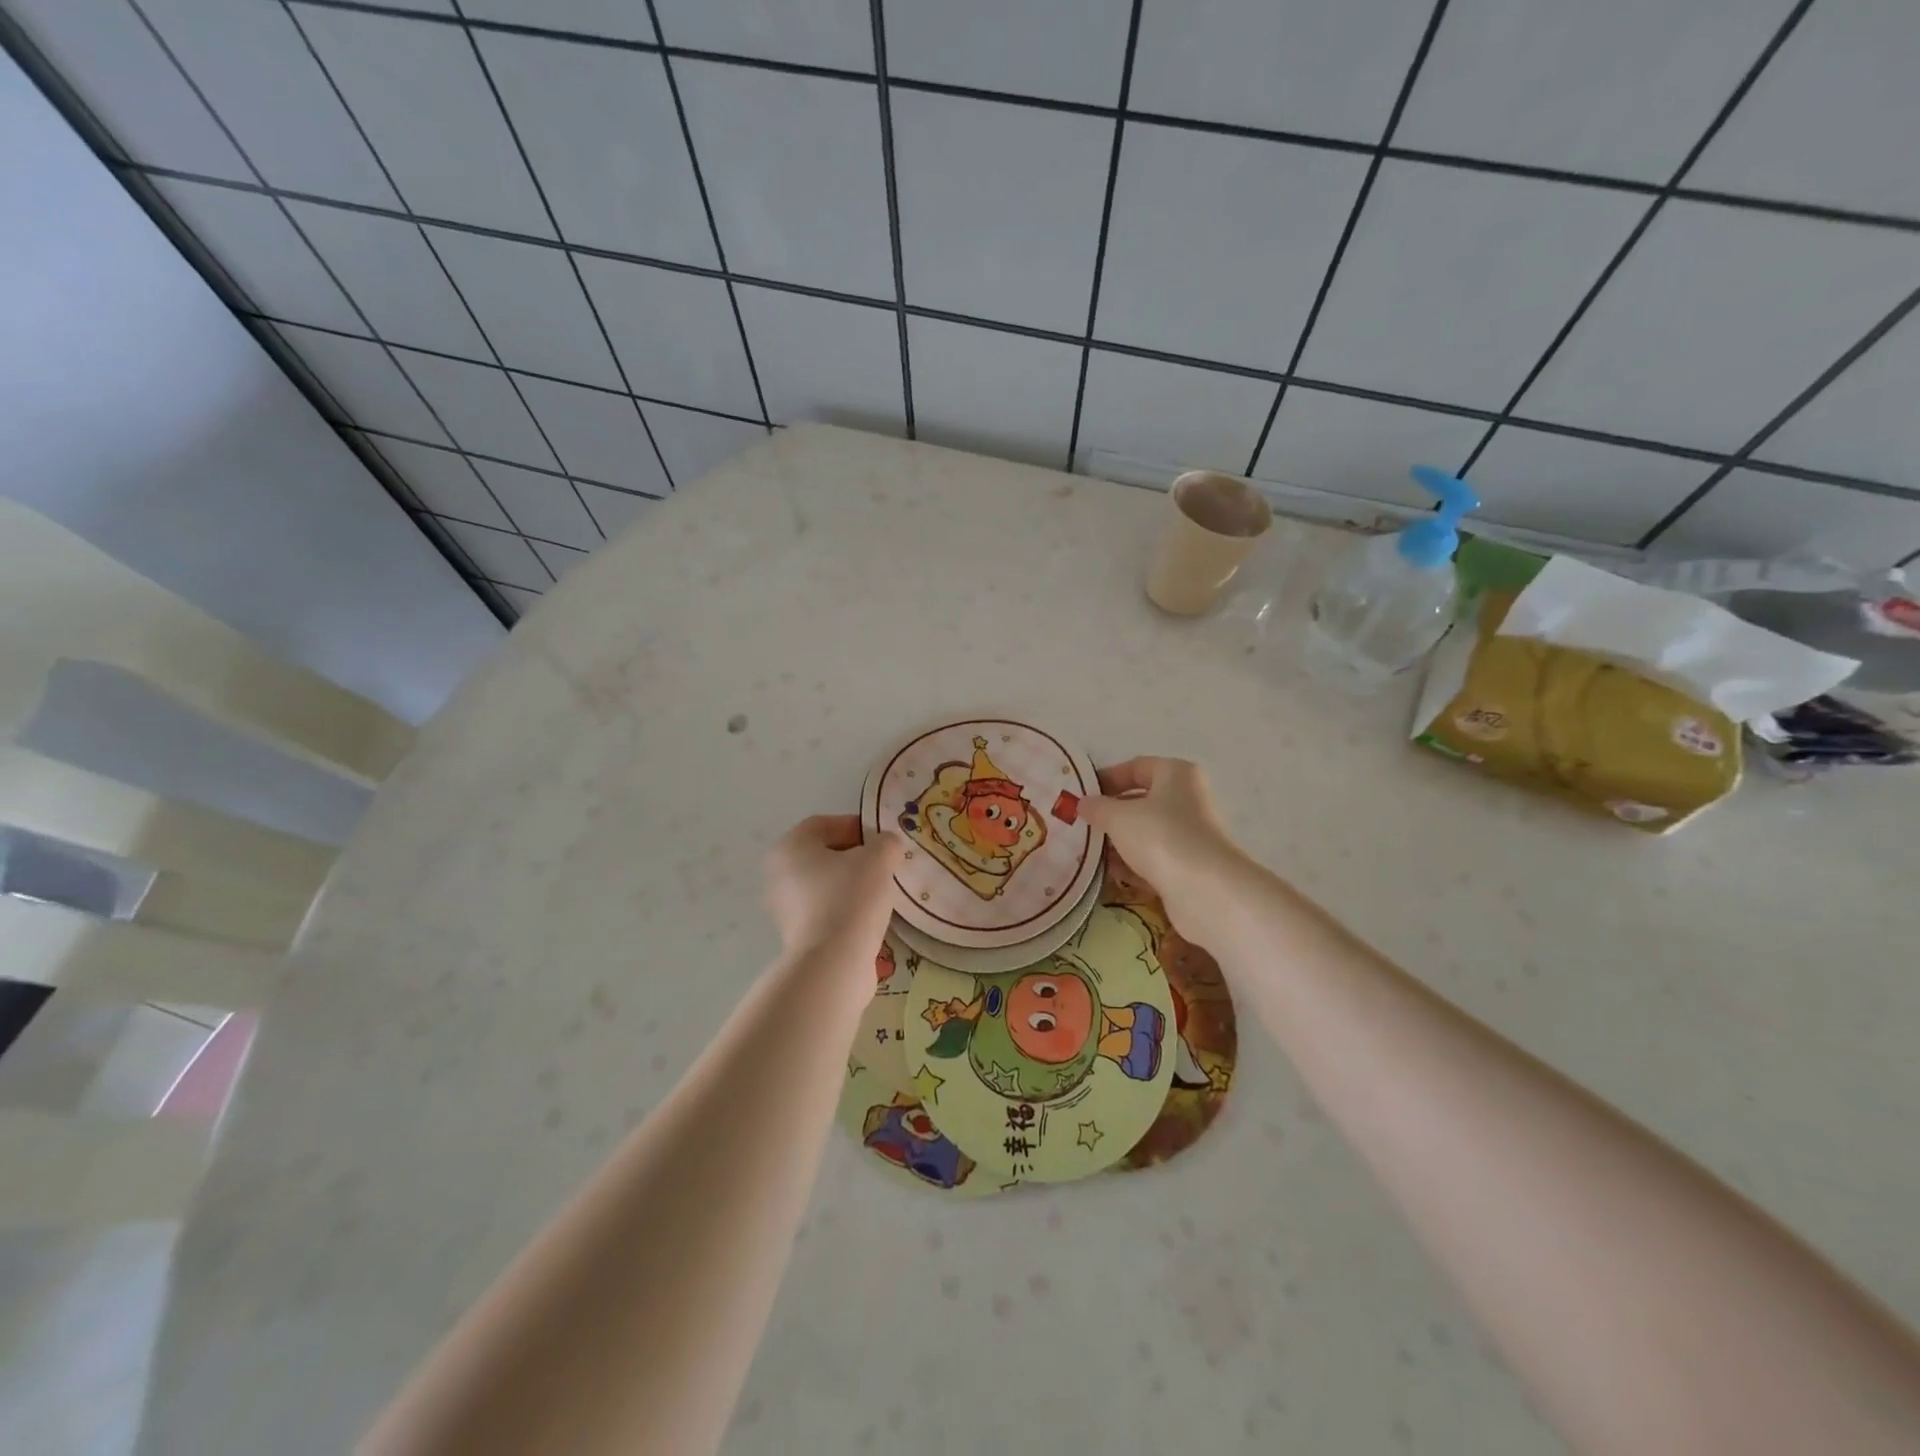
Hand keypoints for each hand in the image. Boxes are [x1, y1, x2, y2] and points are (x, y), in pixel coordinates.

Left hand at [764, 814, 902, 964]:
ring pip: (825, 885)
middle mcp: (779, 874)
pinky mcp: (796, 936)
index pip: (824, 825)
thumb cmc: (850, 897)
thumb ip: (886, 843)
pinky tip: (869, 917)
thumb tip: (887, 846)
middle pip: (824, 855)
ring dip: (852, 884)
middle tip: (885, 865)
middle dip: (856, 857)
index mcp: (790, 847)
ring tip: (881, 892)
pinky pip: (825, 911)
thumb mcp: (878, 858)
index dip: (857, 827)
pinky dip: (846, 909)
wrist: (833, 963)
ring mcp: (784, 908)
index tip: (883, 841)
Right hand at [1081, 758, 1249, 936]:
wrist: (1205, 890)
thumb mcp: (1118, 817)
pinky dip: (1133, 865)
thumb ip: (1097, 807)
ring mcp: (1191, 834)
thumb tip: (1083, 803)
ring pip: (1147, 833)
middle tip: (1082, 826)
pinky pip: (1155, 859)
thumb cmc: (1160, 836)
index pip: (1137, 767)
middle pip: (1141, 801)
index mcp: (1176, 774)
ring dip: (1119, 843)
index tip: (1082, 795)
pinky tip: (1111, 874)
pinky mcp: (1190, 866)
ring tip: (1090, 853)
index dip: (1107, 778)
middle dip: (1111, 814)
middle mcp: (1188, 799)